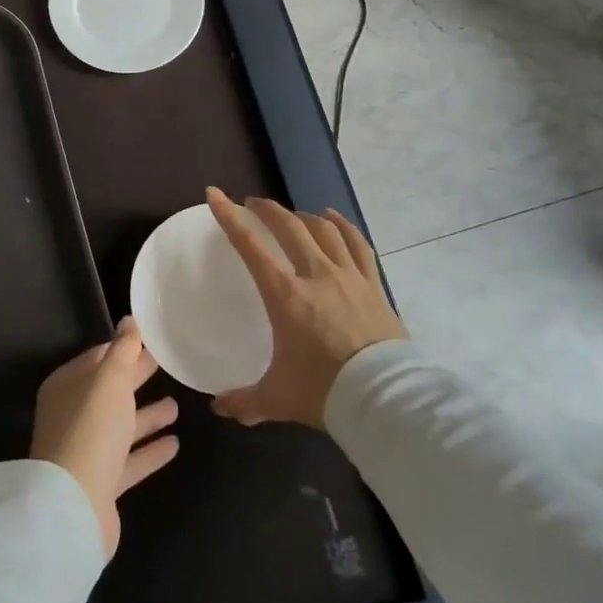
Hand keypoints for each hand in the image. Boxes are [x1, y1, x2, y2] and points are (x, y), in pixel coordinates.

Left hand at [31, 317, 178, 559]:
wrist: (74, 505)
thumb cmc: (91, 429)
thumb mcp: (109, 380)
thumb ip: (123, 350)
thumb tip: (129, 320)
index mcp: (67, 387)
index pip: (97, 359)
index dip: (122, 349)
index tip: (151, 341)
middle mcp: (73, 416)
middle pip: (110, 392)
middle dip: (136, 378)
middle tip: (167, 365)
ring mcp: (87, 451)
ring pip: (121, 427)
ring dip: (147, 416)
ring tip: (177, 405)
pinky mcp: (103, 484)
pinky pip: (130, 460)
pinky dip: (150, 450)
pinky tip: (175, 444)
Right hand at [206, 186, 406, 428]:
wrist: (387, 400)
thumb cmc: (326, 392)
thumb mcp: (278, 398)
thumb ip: (245, 400)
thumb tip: (218, 408)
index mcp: (285, 295)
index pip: (251, 246)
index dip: (229, 217)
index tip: (215, 194)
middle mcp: (315, 275)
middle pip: (289, 227)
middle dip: (267, 210)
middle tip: (253, 204)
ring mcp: (348, 277)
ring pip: (323, 230)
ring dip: (302, 216)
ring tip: (292, 215)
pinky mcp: (374, 286)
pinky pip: (357, 244)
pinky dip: (342, 226)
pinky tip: (333, 218)